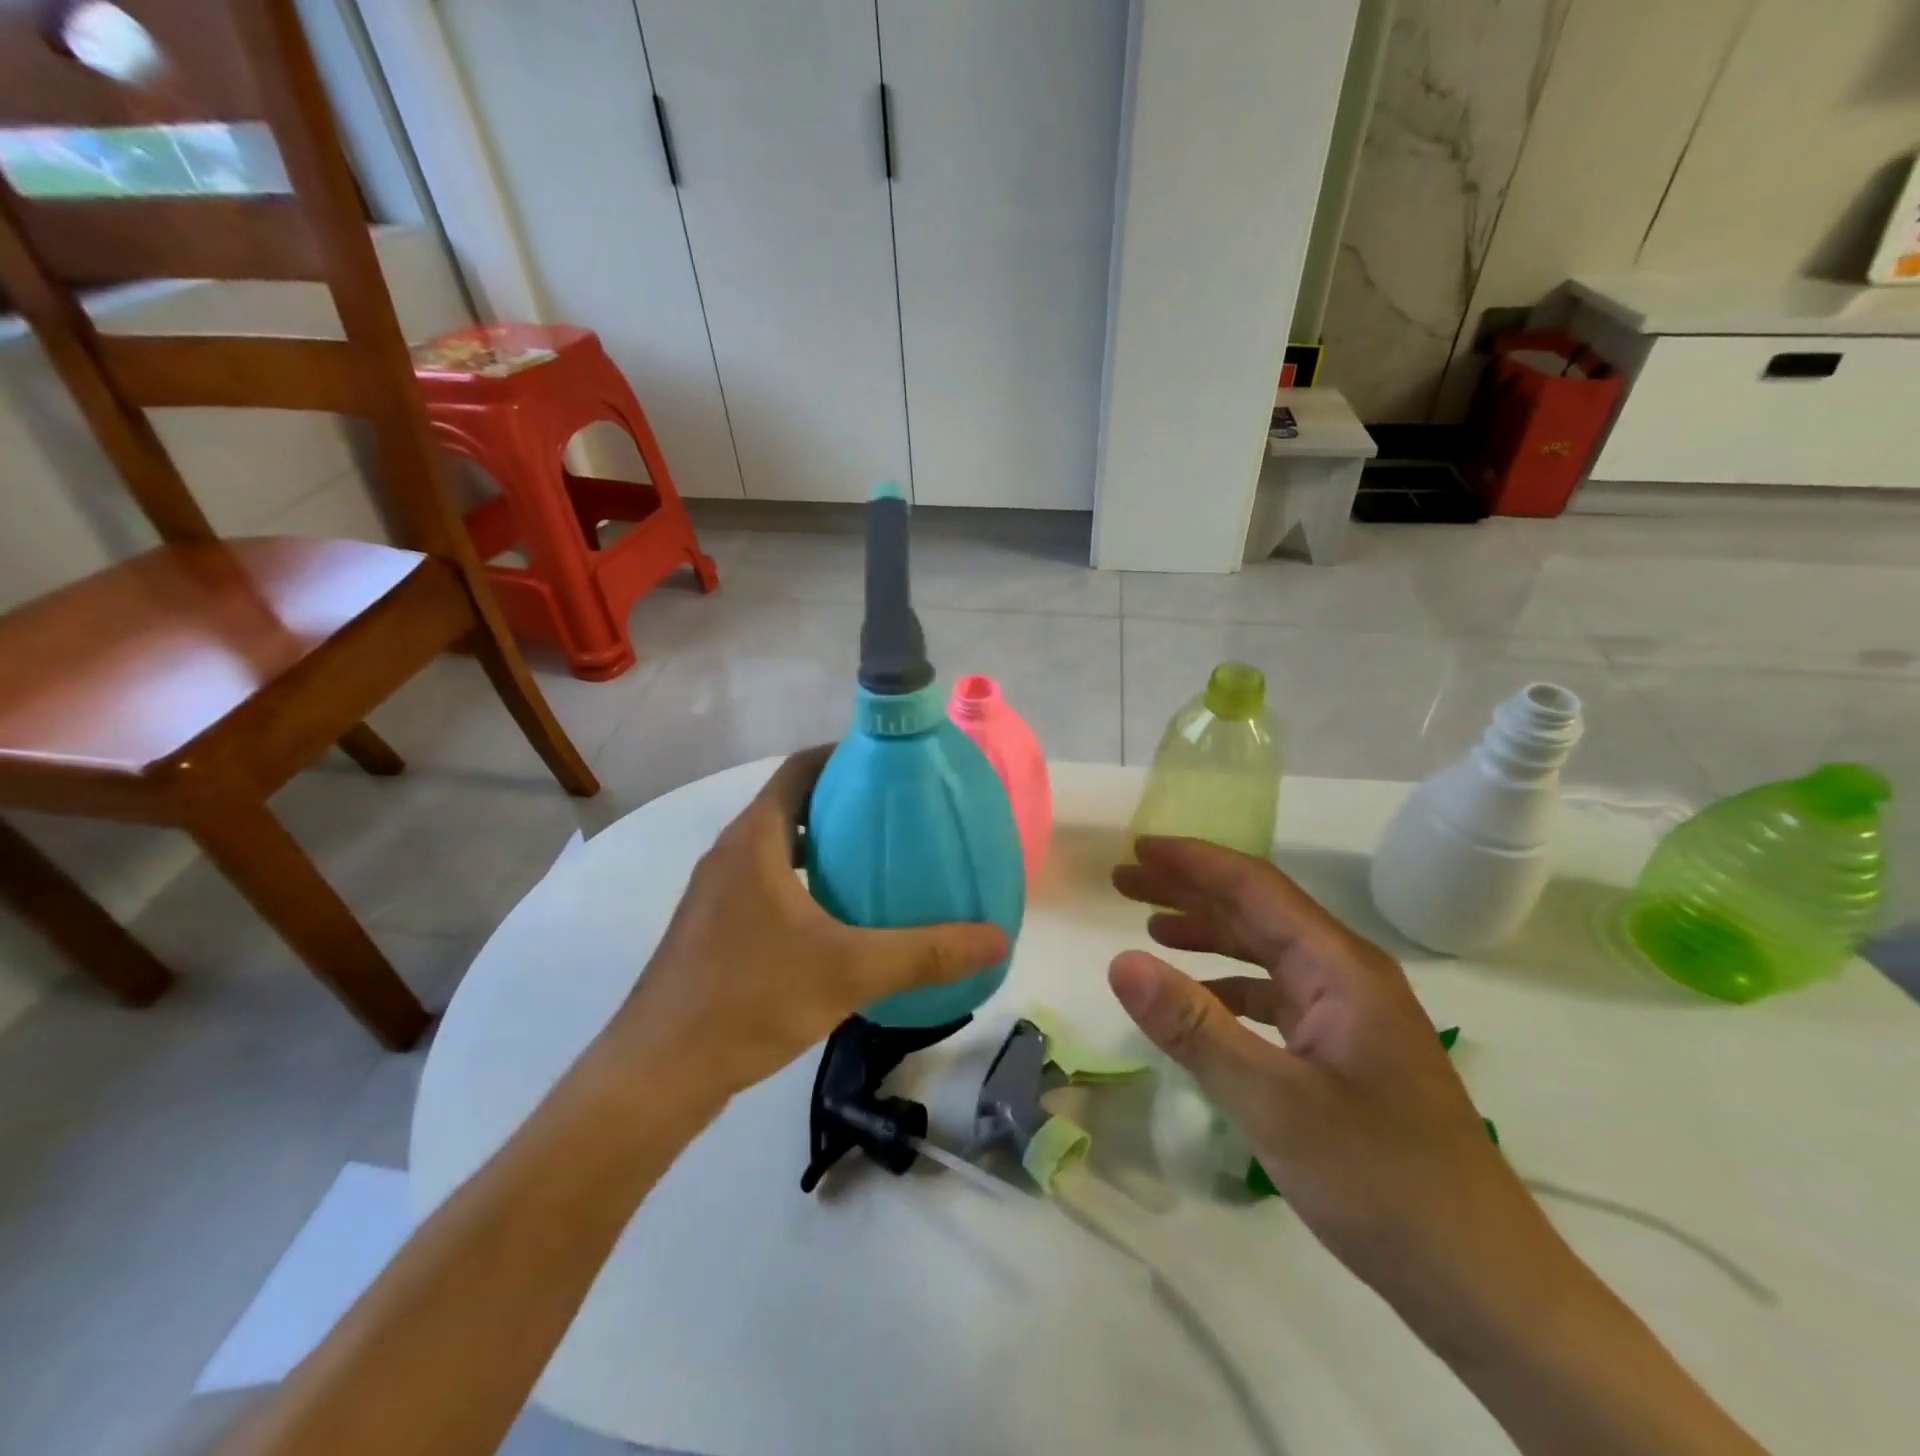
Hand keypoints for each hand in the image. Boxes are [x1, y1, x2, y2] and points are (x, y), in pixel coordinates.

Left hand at [609, 749, 1008, 1099]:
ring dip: (822, 844)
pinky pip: (765, 881)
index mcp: (755, 839)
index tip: (892, 765)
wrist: (657, 1073)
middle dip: (843, 802)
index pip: (801, 768)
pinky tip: (838, 919)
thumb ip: (926, 953)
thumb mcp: (850, 972)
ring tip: (877, 860)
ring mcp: (716, 892)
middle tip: (899, 815)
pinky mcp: (712, 927)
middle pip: (791, 803)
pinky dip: (803, 880)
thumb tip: (998, 938)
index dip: (845, 755)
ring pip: (777, 846)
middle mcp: (731, 853)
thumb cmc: (750, 1000)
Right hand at [1108, 836, 1571, 1334]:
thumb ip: (1194, 1027)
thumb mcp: (1273, 1103)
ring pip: (1267, 950)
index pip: (1254, 887)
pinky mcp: (1347, 1050)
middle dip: (1190, 889)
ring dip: (1208, 932)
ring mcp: (1351, 1013)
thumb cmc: (1381, 1181)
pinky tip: (1201, 997)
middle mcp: (1347, 975)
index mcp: (1339, 967)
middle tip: (1126, 881)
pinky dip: (1230, 983)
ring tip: (1150, 925)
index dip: (1192, 861)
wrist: (1484, 1282)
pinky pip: (1277, 995)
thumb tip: (1120, 962)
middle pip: (1258, 910)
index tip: (1137, 848)